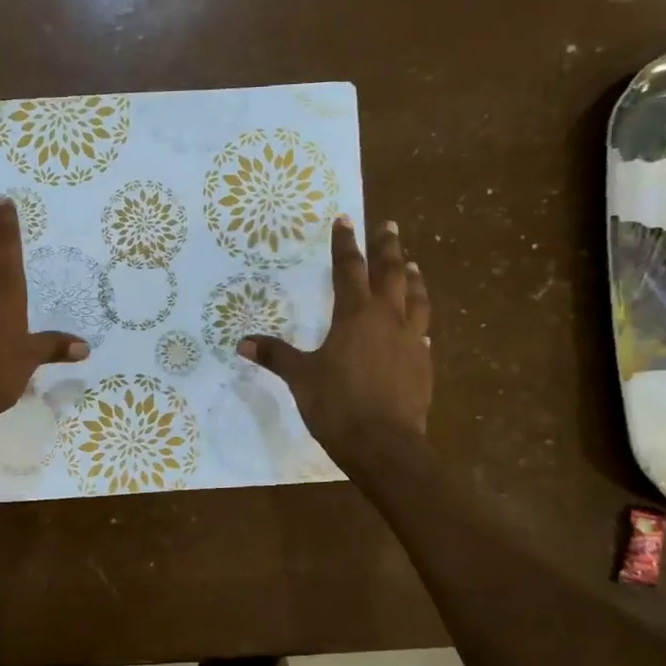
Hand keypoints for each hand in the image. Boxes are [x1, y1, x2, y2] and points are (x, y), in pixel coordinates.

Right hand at [238, 217, 431, 468]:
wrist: (385, 446)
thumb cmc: (338, 406)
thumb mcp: (300, 378)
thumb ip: (275, 356)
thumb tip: (243, 342)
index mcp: (355, 316)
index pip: (349, 269)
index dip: (344, 243)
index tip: (344, 219)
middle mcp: (387, 320)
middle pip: (390, 274)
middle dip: (387, 247)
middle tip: (388, 225)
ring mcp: (410, 342)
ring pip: (415, 299)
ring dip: (412, 279)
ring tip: (412, 265)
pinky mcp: (423, 366)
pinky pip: (422, 334)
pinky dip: (418, 323)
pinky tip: (418, 328)